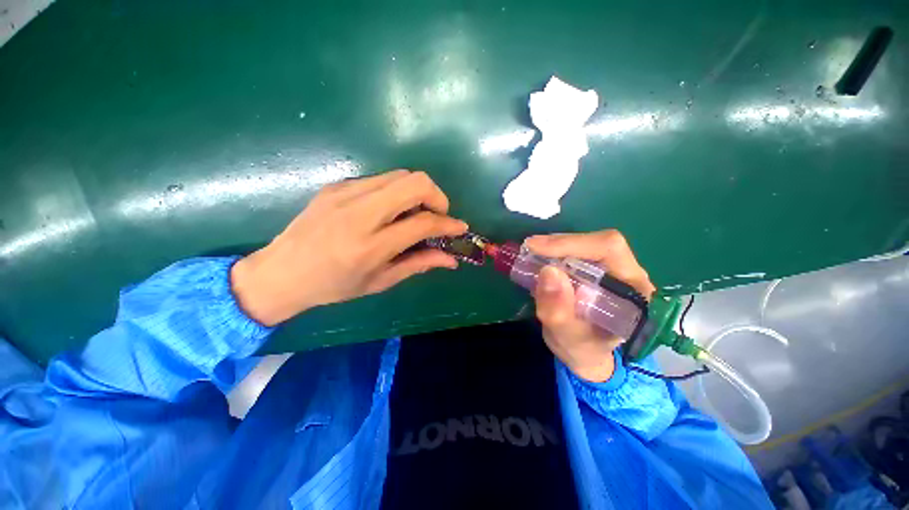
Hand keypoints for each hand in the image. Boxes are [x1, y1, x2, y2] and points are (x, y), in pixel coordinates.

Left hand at [231, 170, 467, 325]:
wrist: (281, 272)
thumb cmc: (333, 285)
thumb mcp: (380, 281)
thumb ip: (419, 264)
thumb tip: (451, 259)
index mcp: (370, 245)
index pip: (422, 223)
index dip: (448, 224)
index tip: (459, 227)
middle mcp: (359, 213)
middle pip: (415, 183)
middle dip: (437, 197)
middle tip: (436, 216)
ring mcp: (345, 193)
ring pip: (400, 175)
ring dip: (417, 192)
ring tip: (415, 214)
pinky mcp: (337, 185)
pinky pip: (381, 180)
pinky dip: (396, 192)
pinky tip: (390, 211)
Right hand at [525, 231, 655, 382]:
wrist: (587, 354)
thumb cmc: (583, 351)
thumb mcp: (568, 339)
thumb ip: (559, 313)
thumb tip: (548, 271)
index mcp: (634, 291)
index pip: (609, 249)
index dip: (571, 243)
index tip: (536, 247)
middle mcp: (628, 273)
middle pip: (596, 242)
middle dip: (560, 244)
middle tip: (529, 249)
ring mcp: (613, 269)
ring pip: (585, 244)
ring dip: (555, 247)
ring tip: (532, 255)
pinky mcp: (597, 270)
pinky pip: (576, 252)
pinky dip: (554, 253)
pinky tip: (539, 260)